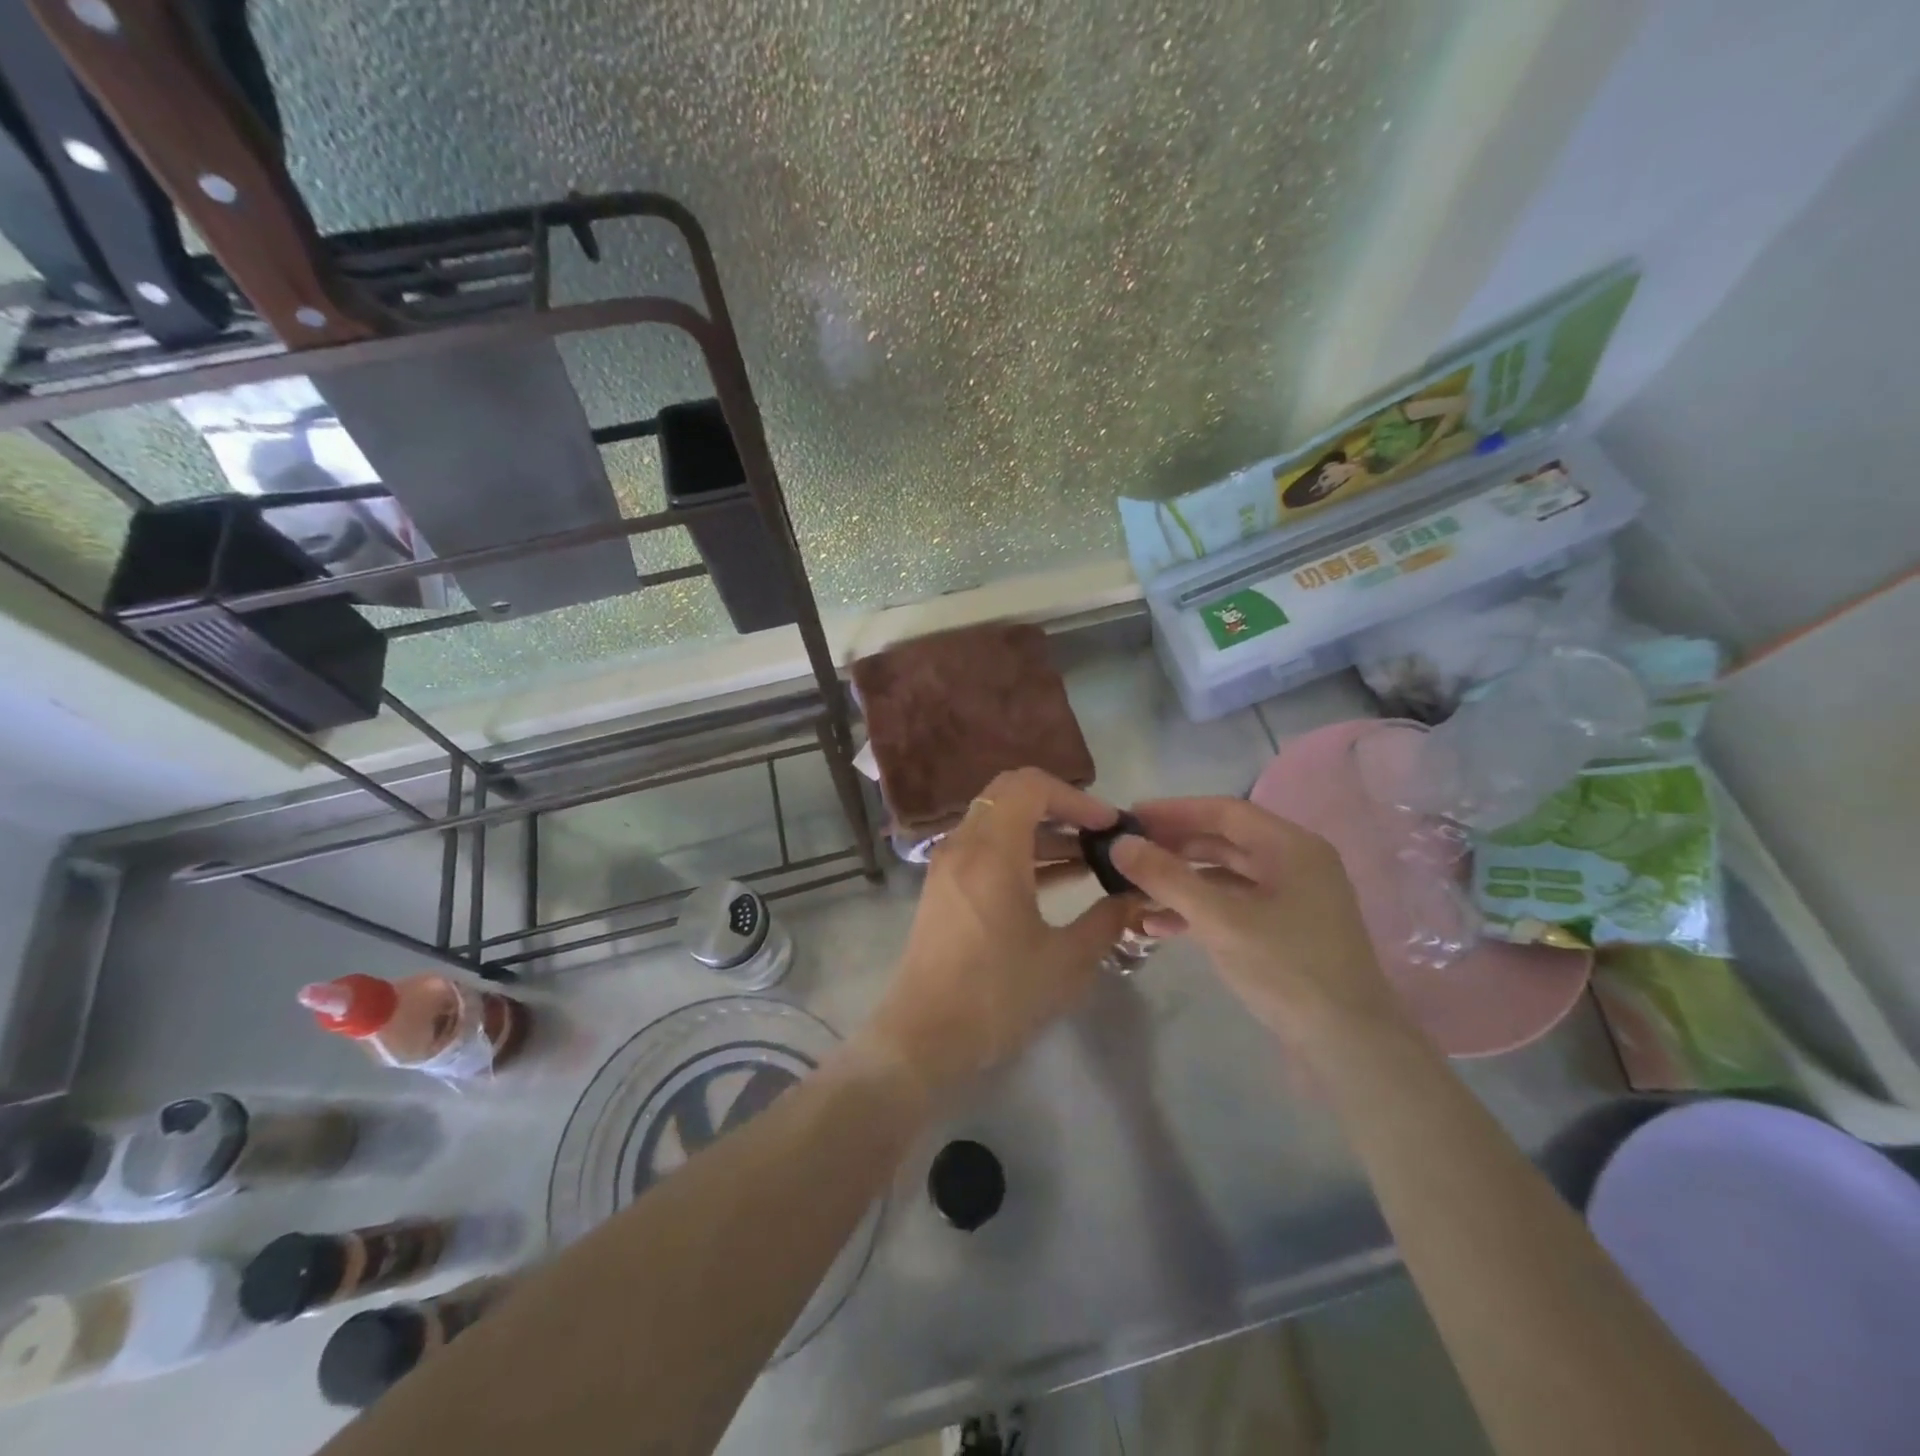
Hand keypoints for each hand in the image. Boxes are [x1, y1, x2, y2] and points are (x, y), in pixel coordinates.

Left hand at [864, 768, 1136, 1097]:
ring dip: (1043, 831)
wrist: (924, 1037)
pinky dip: (1021, 851)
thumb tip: (1134, 897)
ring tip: (1090, 860)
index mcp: (991, 851)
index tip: (1109, 827)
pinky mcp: (944, 886)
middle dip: (1060, 806)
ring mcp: (948, 864)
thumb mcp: (1066, 961)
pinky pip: (986, 847)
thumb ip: (1107, 920)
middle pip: (1011, 794)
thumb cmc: (997, 996)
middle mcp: (964, 845)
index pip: (1031, 786)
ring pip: (999, 821)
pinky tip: (1058, 880)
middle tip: (1099, 835)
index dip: (1076, 797)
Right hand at [1110, 798, 1410, 1057]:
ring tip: (1133, 890)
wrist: (1350, 1048)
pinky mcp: (1285, 931)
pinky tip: (1159, 926)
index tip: (1129, 817)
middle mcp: (1295, 864)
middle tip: (1127, 853)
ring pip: (1225, 876)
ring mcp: (1292, 899)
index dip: (1173, 811)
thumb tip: (1120, 843)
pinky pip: (1233, 906)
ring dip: (1180, 881)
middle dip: (1173, 847)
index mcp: (1292, 847)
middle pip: (1224, 841)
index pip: (1224, 811)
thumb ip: (1168, 878)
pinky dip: (1198, 910)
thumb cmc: (1288, 970)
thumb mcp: (1220, 920)